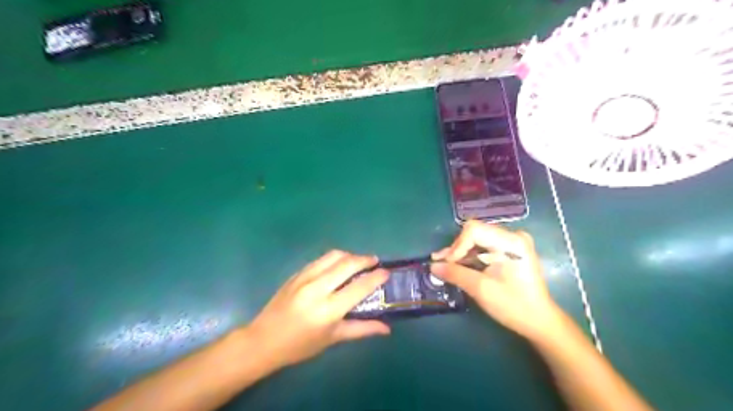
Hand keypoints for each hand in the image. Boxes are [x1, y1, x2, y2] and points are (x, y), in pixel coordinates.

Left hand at [244, 250, 388, 370]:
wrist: (263, 340)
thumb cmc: (300, 345)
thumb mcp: (332, 339)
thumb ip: (361, 329)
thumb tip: (387, 328)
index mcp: (328, 310)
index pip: (359, 287)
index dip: (376, 277)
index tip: (386, 272)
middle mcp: (317, 289)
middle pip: (347, 264)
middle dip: (365, 259)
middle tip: (375, 261)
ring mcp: (304, 278)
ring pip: (333, 255)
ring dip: (350, 255)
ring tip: (359, 261)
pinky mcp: (296, 273)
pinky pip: (321, 259)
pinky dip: (335, 258)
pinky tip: (338, 265)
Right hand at [431, 221, 561, 339]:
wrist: (539, 321)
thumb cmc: (513, 305)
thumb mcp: (481, 289)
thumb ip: (455, 273)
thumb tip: (432, 266)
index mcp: (511, 241)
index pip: (474, 230)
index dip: (457, 246)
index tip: (446, 264)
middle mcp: (513, 236)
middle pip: (475, 233)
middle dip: (456, 249)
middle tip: (440, 263)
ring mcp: (513, 242)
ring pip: (477, 239)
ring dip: (461, 253)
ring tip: (444, 265)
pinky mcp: (510, 250)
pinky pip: (485, 247)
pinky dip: (471, 256)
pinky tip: (458, 265)